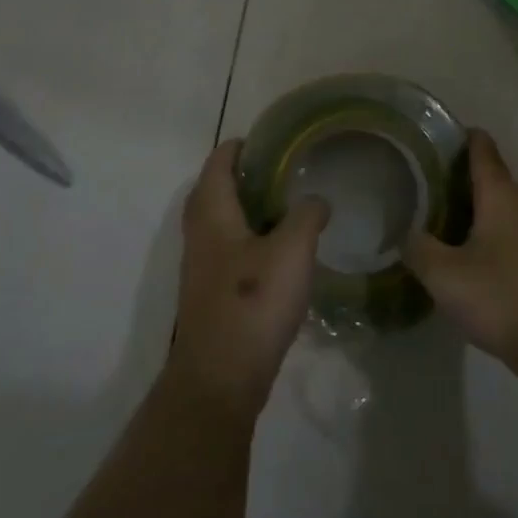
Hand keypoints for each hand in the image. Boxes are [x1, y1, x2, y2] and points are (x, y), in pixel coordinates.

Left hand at [165, 140, 327, 418]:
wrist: (220, 379)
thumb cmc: (253, 302)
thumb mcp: (292, 249)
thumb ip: (307, 215)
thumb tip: (317, 200)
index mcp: (212, 212)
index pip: (219, 162)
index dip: (241, 146)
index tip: (272, 138)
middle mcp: (200, 234)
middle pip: (216, 190)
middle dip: (246, 176)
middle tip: (285, 169)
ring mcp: (203, 266)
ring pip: (223, 222)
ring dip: (249, 209)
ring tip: (289, 205)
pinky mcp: (212, 294)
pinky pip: (230, 249)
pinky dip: (252, 238)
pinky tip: (282, 250)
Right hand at [404, 130, 517, 383]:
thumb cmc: (501, 298)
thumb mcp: (445, 276)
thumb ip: (418, 248)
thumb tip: (405, 233)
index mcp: (500, 195)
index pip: (481, 146)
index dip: (457, 135)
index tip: (429, 137)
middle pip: (489, 174)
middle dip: (455, 173)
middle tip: (418, 180)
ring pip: (498, 203)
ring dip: (469, 203)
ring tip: (433, 213)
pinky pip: (507, 226)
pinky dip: (483, 226)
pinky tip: (462, 249)